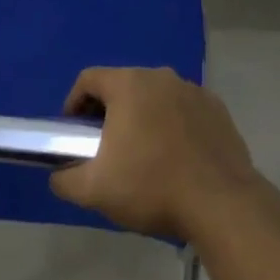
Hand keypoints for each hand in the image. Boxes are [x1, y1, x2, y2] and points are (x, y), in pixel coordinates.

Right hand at [49, 67, 263, 241]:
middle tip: (105, 146)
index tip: (73, 132)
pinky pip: (184, 109)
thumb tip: (59, 174)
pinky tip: (176, 157)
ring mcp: (193, 89)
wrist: (221, 202)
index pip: (89, 79)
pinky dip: (173, 125)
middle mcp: (161, 76)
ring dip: (143, 117)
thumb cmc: (151, 186)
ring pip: (156, 96)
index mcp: (129, 84)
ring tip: (143, 154)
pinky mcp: (217, 108)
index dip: (74, 103)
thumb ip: (66, 179)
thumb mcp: (95, 190)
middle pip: (123, 85)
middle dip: (109, 111)